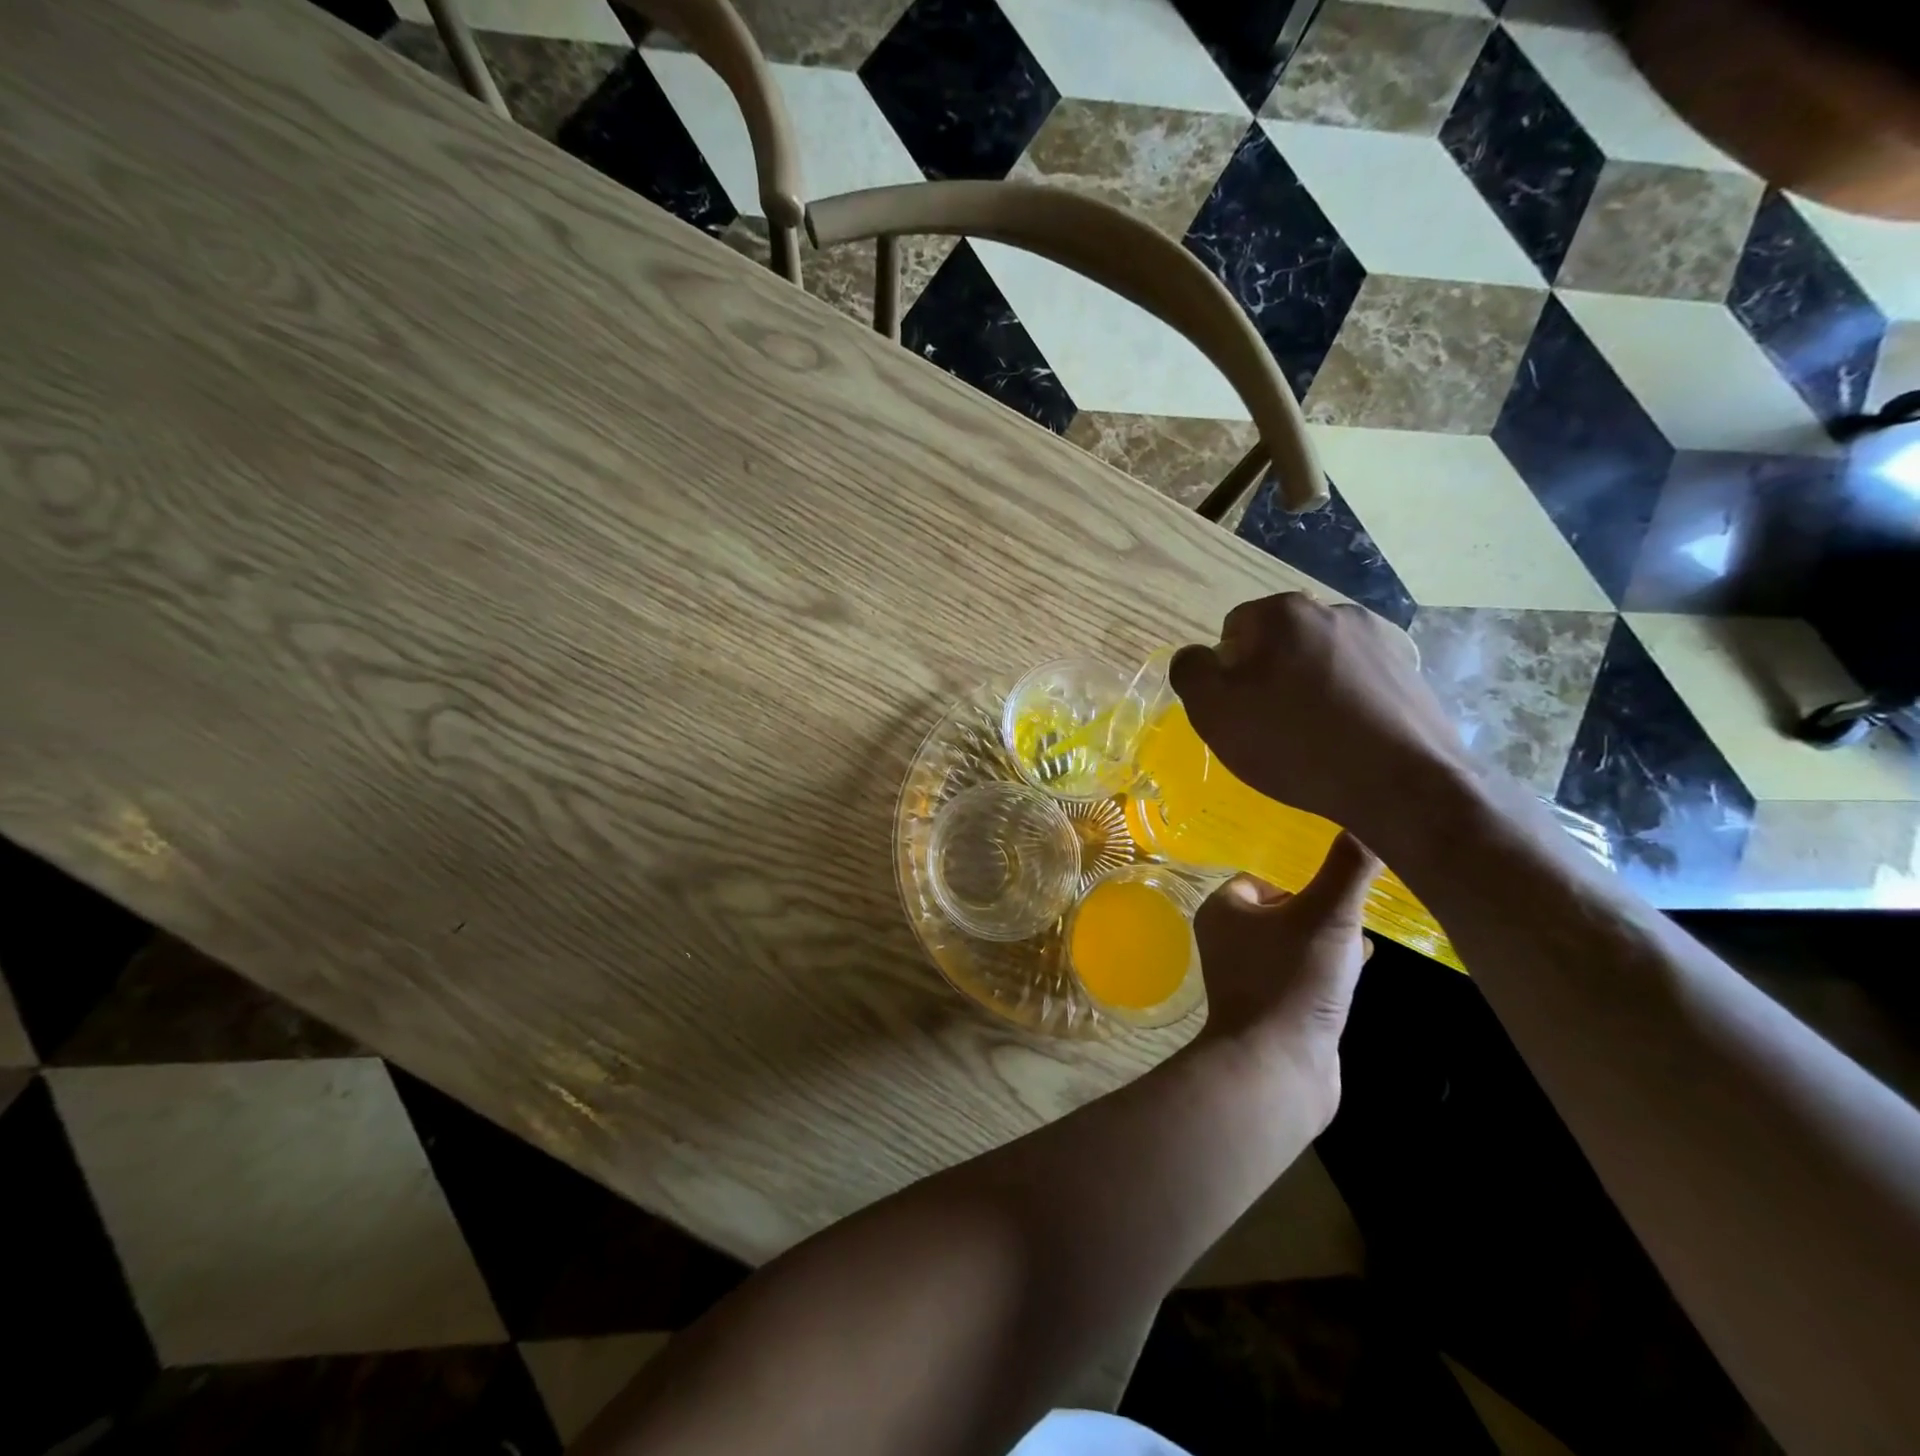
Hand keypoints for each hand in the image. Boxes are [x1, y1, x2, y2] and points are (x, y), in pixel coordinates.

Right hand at [1168, 592, 1469, 846]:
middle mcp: (1334, 611)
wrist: (1400, 784)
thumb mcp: (1213, 711)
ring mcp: (1380, 641)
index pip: (1234, 631)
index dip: (1227, 673)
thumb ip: (1190, 671)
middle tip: (1269, 728)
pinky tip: (1346, 743)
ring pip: (1319, 663)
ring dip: (1308, 689)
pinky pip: (1357, 684)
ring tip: (1311, 739)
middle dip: (1269, 677)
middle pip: (1279, 644)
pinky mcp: (1410, 674)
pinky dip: (1345, 705)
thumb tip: (1197, 657)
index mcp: (1283, 612)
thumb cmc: (1292, 742)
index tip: (1238, 712)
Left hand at [1191, 832, 1380, 1118]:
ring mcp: (1248, 975)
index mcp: (1224, 908)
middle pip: (1284, 908)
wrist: (1278, 1069)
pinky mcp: (1272, 1007)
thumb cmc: (1292, 980)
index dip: (1303, 877)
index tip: (1341, 883)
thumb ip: (1349, 867)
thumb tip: (1370, 816)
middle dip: (1322, 908)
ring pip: (1296, 942)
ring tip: (1365, 939)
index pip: (1264, 876)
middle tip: (1359, 910)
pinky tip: (1360, 972)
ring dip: (1330, 939)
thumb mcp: (1327, 915)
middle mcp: (1228, 939)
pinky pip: (1303, 974)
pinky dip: (1329, 969)